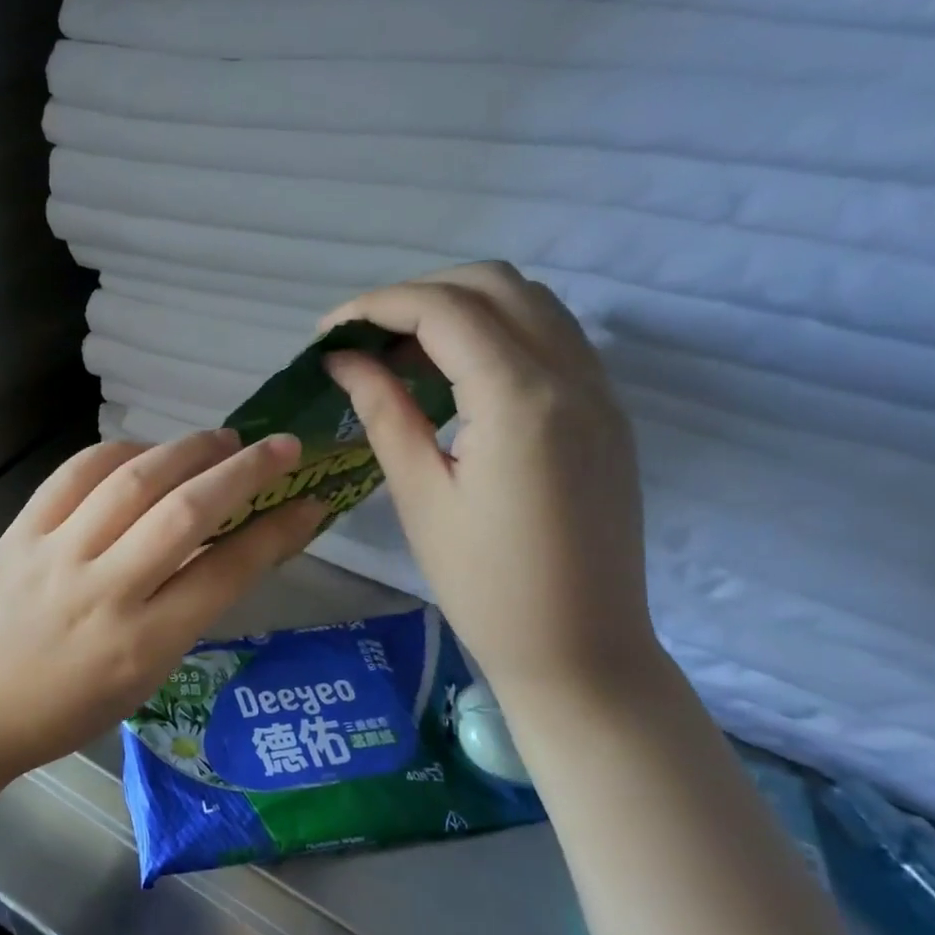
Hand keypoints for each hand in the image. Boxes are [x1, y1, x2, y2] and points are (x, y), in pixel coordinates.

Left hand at [0, 431, 326, 781]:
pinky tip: (144, 451)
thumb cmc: (64, 711)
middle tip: (280, 446)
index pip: (226, 572)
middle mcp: (104, 591)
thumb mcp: (143, 679)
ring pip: (133, 482)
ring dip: (187, 450)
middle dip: (243, 472)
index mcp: (143, 645)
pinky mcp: (20, 532)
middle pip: (186, 513)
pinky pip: (74, 473)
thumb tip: (229, 546)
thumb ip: (186, 611)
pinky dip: (118, 452)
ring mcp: (57, 555)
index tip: (309, 501)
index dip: (276, 531)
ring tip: (221, 438)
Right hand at [321, 263, 657, 700]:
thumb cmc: (485, 585)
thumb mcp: (420, 495)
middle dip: (418, 294)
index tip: (328, 333)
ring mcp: (599, 390)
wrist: (581, 651)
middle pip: (493, 284)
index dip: (377, 306)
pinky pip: (551, 336)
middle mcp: (571, 376)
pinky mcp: (606, 412)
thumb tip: (344, 359)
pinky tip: (456, 375)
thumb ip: (384, 410)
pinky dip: (496, 331)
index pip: (445, 310)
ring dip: (460, 306)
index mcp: (520, 400)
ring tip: (403, 352)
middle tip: (364, 338)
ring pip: (529, 301)